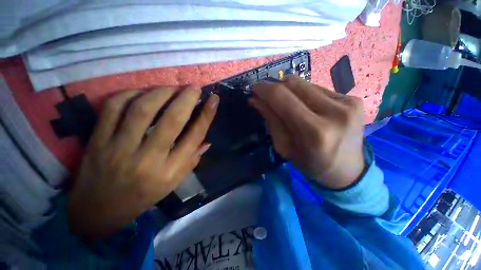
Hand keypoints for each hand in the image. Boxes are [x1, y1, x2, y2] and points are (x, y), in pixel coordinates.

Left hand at [68, 87, 218, 239]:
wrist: (98, 210)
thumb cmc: (143, 195)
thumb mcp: (174, 182)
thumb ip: (192, 159)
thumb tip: (207, 140)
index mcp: (170, 171)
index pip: (194, 137)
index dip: (206, 115)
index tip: (213, 99)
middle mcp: (148, 159)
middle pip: (172, 120)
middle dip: (186, 99)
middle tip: (193, 87)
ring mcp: (119, 148)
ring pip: (142, 109)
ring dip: (161, 92)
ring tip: (171, 88)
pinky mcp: (97, 140)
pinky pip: (113, 108)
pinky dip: (130, 94)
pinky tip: (142, 93)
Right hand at [250, 76, 364, 189]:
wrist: (347, 169)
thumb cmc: (310, 163)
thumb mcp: (284, 147)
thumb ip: (271, 120)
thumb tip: (255, 99)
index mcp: (314, 131)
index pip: (282, 98)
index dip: (264, 90)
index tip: (254, 89)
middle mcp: (335, 112)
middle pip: (294, 84)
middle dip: (275, 87)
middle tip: (266, 95)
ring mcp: (348, 103)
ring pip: (306, 84)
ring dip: (290, 91)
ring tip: (287, 104)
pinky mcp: (353, 99)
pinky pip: (318, 89)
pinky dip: (304, 95)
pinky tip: (305, 106)